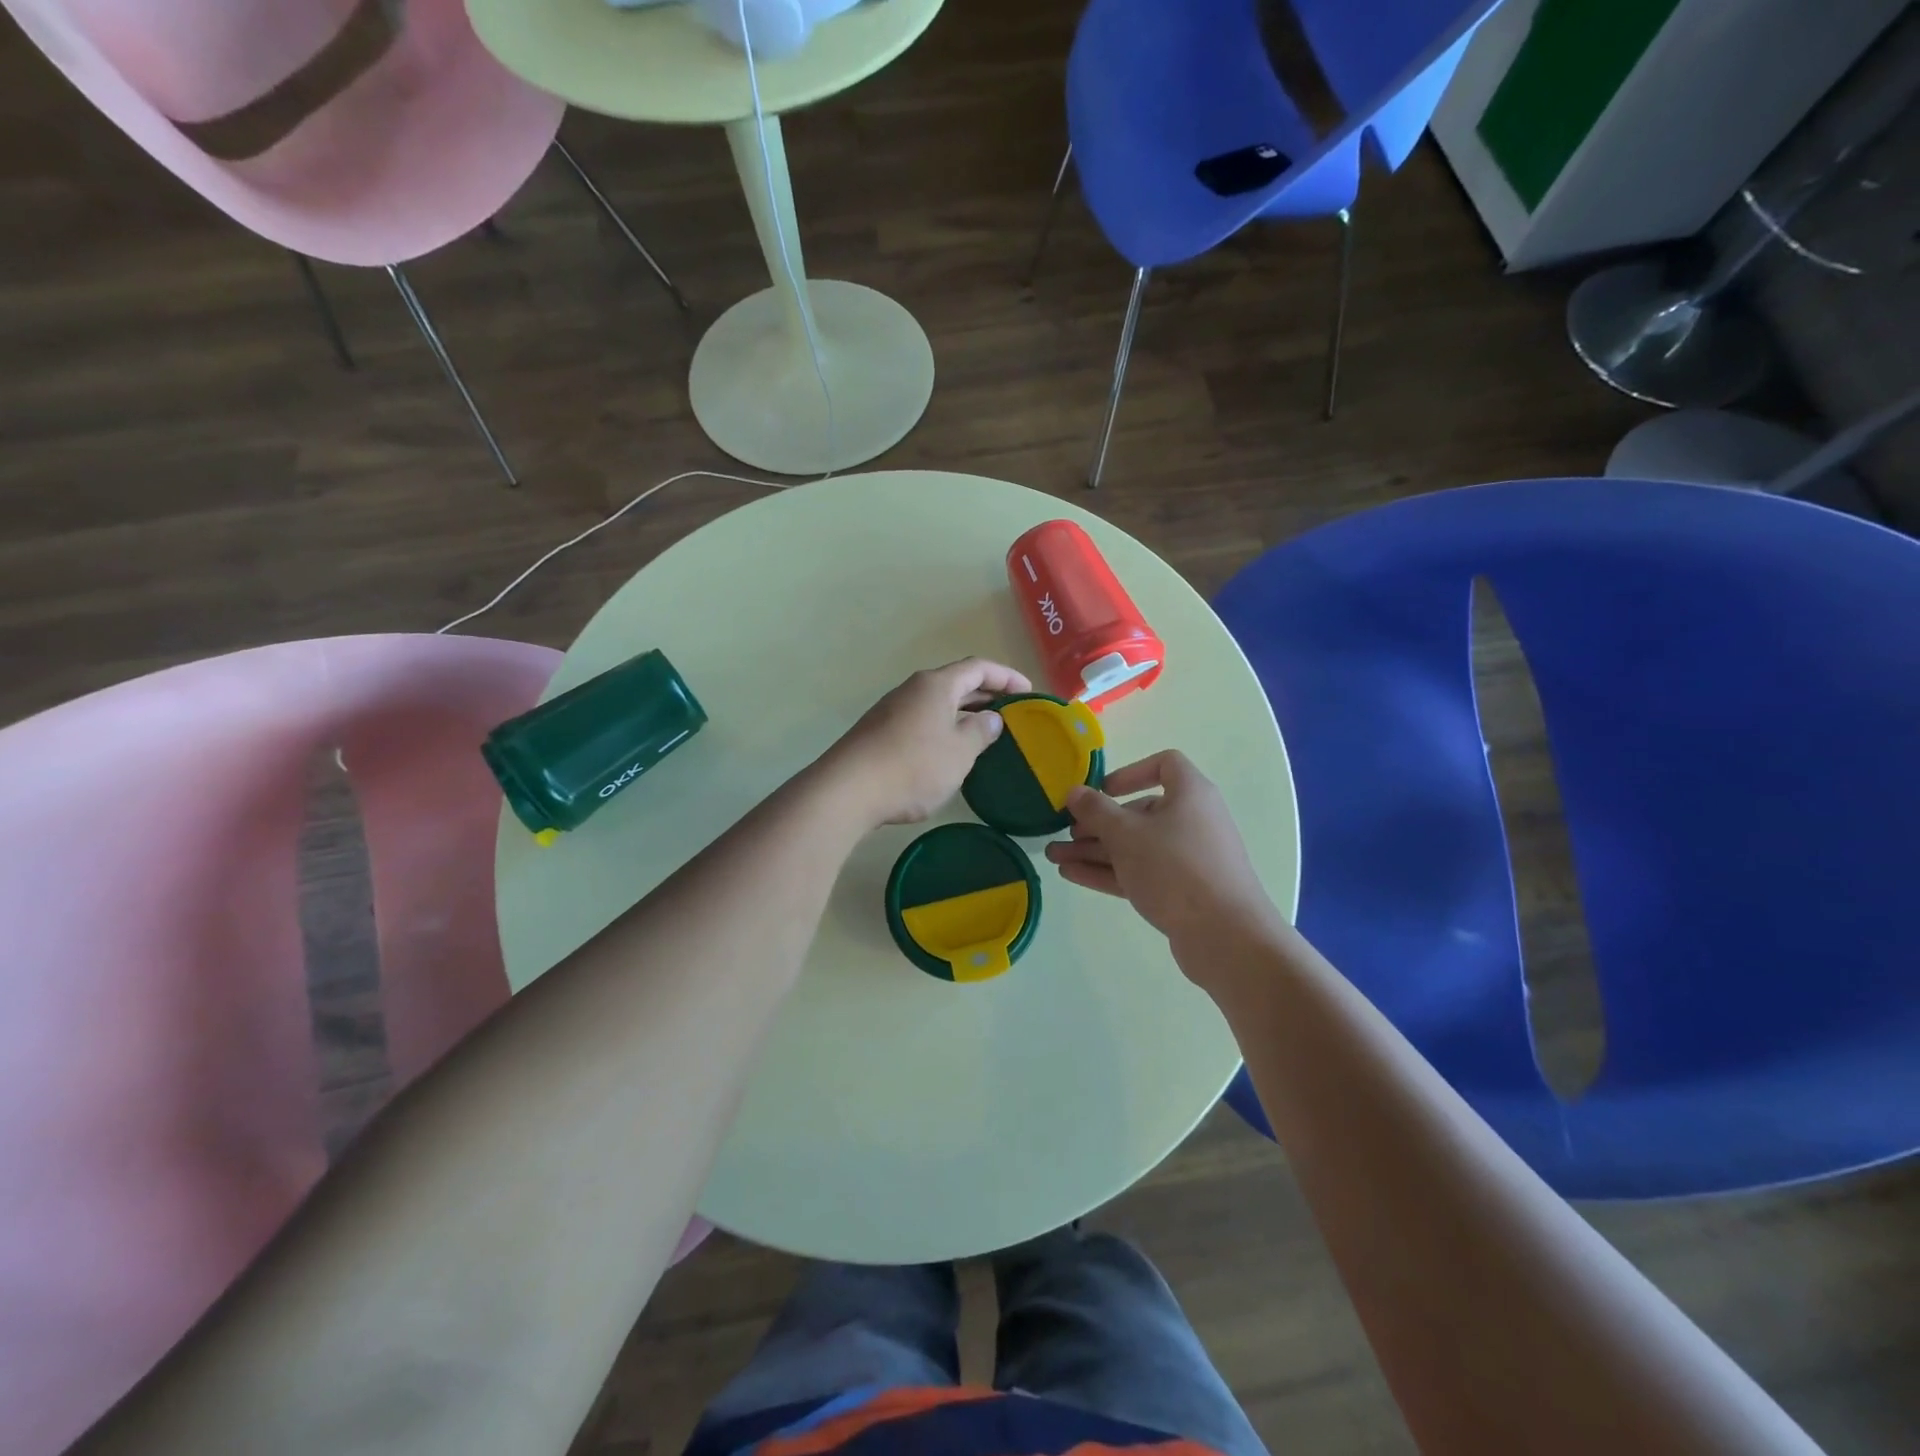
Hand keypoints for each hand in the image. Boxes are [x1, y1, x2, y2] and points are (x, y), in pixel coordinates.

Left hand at [822, 658, 1032, 827]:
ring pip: (937, 703)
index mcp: (936, 685)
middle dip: (985, 695)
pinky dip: (943, 728)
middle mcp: (913, 689)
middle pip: (956, 683)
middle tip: (1011, 713)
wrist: (847, 790)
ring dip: (963, 714)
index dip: (1006, 677)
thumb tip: (990, 718)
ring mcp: (892, 709)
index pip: (978, 668)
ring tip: (984, 733)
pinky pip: (921, 721)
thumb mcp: (959, 752)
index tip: (1027, 692)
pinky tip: (949, 752)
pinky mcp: (879, 732)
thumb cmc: (913, 767)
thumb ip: (980, 731)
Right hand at [1045, 750, 1282, 956]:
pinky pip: (1140, 872)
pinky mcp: (1181, 891)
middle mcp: (1192, 821)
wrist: (1225, 936)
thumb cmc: (1175, 869)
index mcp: (1190, 794)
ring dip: (1095, 850)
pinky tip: (1072, 875)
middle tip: (1064, 833)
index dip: (1130, 772)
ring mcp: (1188, 859)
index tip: (1102, 791)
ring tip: (1054, 857)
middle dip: (1098, 822)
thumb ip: (1095, 810)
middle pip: (1140, 812)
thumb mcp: (1126, 835)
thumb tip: (1075, 792)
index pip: (1165, 765)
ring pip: (1135, 847)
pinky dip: (1109, 871)